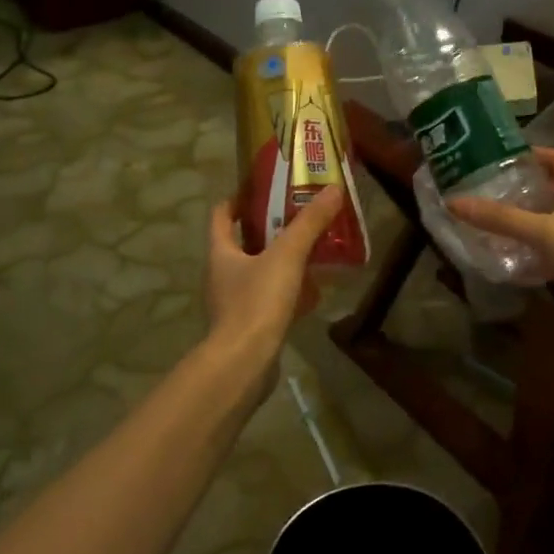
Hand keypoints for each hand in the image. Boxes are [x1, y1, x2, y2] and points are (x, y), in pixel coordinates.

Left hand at [204, 186, 344, 392]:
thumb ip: (309, 223)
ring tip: (312, 251)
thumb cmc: (257, 302)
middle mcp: (221, 275)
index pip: (221, 215)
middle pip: (243, 243)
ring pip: (258, 272)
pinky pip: (269, 300)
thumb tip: (332, 189)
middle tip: (300, 217)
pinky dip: (288, 292)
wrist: (243, 364)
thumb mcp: (287, 256)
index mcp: (220, 253)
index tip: (264, 190)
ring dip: (281, 261)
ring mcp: (233, 303)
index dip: (239, 199)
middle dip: (270, 230)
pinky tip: (313, 294)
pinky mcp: (248, 326)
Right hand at [448, 148, 553, 326]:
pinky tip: (513, 266)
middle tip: (490, 192)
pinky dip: (535, 258)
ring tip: (493, 226)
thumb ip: (501, 218)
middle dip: (524, 191)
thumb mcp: (543, 230)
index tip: (507, 156)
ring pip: (552, 225)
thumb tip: (453, 201)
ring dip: (527, 225)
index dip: (538, 153)